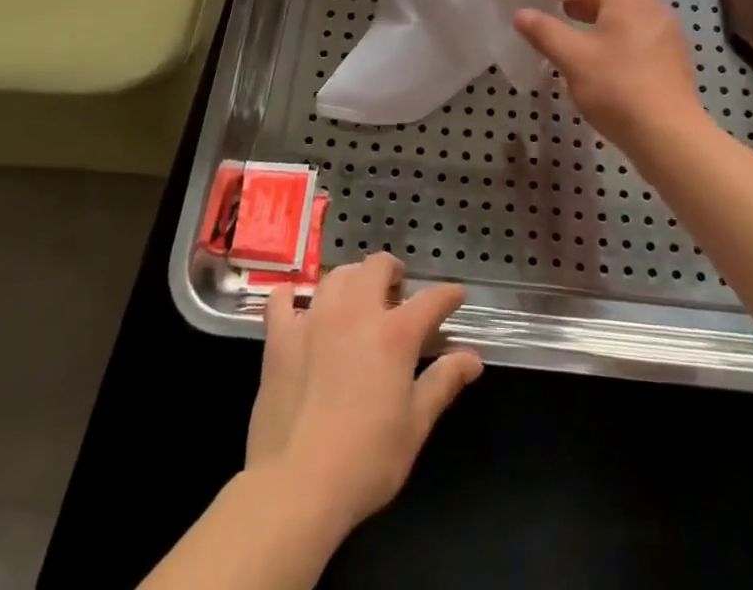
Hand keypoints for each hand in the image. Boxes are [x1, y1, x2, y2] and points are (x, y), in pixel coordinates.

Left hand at [246, 253, 481, 537]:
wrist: (295, 486)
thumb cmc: (365, 461)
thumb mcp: (415, 426)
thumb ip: (443, 383)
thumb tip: (472, 358)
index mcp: (394, 334)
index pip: (430, 300)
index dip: (447, 295)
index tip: (455, 295)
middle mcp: (355, 312)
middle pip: (376, 267)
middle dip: (392, 271)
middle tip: (397, 292)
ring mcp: (314, 319)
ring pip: (336, 276)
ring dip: (352, 280)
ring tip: (356, 297)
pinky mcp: (280, 336)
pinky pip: (282, 298)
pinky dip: (292, 296)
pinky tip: (297, 306)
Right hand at [513, 0, 705, 148]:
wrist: (668, 133)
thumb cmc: (616, 87)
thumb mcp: (572, 58)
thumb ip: (544, 32)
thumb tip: (521, 14)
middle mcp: (648, 2)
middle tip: (559, 0)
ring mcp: (664, 26)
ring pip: (627, 4)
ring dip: (600, 6)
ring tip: (575, 20)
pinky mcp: (671, 50)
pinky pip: (639, 23)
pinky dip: (617, 24)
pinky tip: (602, 47)